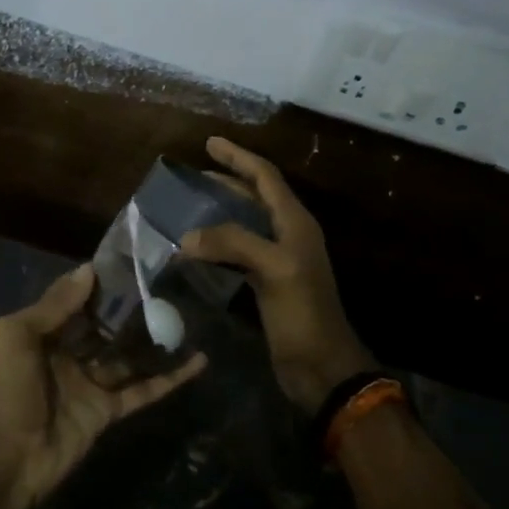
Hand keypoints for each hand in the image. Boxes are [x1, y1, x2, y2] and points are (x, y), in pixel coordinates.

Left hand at [0, 264, 206, 508]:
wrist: (8, 460)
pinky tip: (197, 361)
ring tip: (187, 316)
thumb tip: (89, 270)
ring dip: (154, 339)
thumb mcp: (17, 336)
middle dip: (130, 309)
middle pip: (105, 326)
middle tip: (167, 286)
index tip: (132, 264)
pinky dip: (170, 378)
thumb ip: (54, 305)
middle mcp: (68, 355)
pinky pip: (143, 390)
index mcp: (43, 334)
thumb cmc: (8, 390)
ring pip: (128, 356)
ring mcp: (90, 384)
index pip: (76, 301)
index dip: (100, 284)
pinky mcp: (109, 411)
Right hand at [180, 137, 375, 414]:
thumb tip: (187, 236)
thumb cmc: (303, 313)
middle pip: (256, 195)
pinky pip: (239, 250)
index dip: (238, 157)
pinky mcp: (268, 282)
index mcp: (295, 222)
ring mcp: (278, 259)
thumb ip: (232, 243)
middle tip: (194, 173)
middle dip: (227, 179)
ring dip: (221, 209)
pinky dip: (218, 242)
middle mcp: (288, 234)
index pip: (265, 177)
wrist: (321, 366)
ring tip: (191, 203)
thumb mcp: (273, 269)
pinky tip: (199, 247)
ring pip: (246, 222)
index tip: (209, 142)